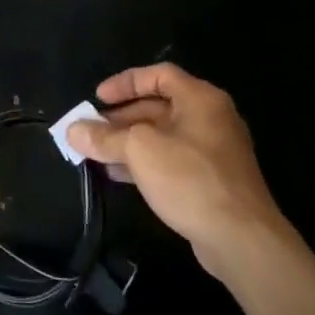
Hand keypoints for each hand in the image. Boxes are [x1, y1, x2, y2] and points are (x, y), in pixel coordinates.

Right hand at [67, 64, 287, 277]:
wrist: (241, 239)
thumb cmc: (190, 178)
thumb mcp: (139, 150)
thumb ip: (104, 137)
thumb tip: (72, 130)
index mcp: (200, 99)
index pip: (158, 75)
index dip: (125, 83)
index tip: (98, 98)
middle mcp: (211, 118)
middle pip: (159, 106)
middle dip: (122, 118)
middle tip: (92, 130)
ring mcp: (214, 152)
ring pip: (164, 136)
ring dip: (130, 142)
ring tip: (98, 154)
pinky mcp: (213, 181)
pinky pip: (172, 160)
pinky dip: (146, 162)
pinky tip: (120, 176)